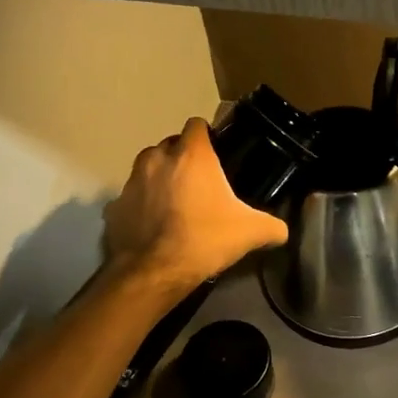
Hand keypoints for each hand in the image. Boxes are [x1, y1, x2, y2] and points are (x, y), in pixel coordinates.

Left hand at [103, 117, 288, 299]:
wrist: (154, 272)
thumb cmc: (204, 240)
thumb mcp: (250, 233)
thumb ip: (272, 226)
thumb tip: (283, 231)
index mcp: (191, 155)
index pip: (197, 125)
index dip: (207, 136)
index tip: (216, 153)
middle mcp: (157, 159)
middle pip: (170, 145)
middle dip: (182, 157)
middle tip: (199, 183)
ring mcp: (131, 181)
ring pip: (147, 168)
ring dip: (159, 178)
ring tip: (174, 202)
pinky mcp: (114, 206)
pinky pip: (131, 197)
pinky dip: (140, 205)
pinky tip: (153, 225)